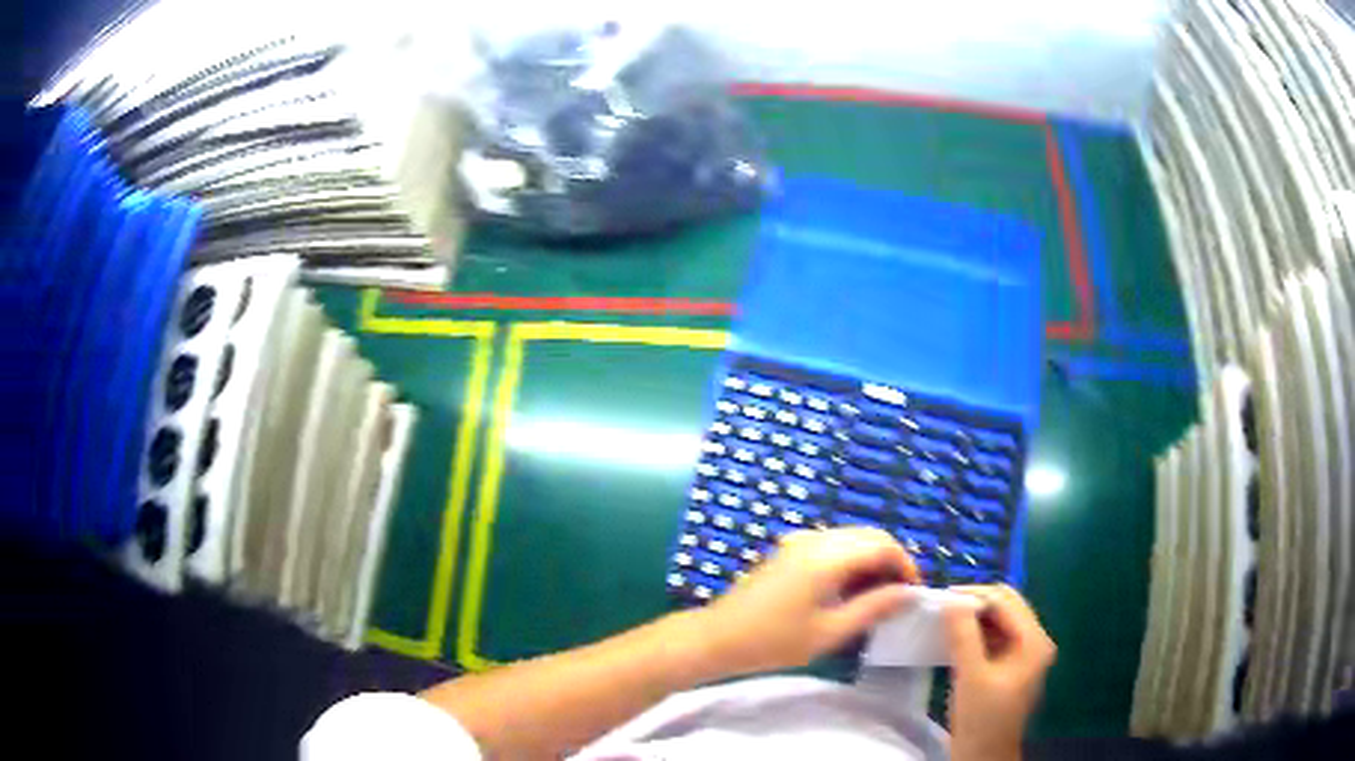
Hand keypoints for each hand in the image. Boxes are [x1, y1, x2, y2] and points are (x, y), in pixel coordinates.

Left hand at [696, 528, 919, 675]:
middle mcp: (817, 538)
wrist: (718, 637)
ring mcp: (800, 541)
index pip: (884, 546)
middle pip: (870, 536)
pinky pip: (832, 545)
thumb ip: (873, 608)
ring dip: (871, 561)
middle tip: (898, 596)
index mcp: (828, 556)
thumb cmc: (774, 640)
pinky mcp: (790, 550)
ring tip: (876, 598)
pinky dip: (850, 561)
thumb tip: (908, 593)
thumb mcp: (830, 631)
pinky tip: (848, 592)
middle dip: (891, 561)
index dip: (906, 566)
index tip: (913, 594)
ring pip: (852, 539)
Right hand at [945, 584, 1056, 760]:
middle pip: (1006, 606)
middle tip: (941, 607)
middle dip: (975, 602)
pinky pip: (995, 636)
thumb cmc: (981, 718)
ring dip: (974, 616)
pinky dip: (976, 632)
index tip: (940, 598)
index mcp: (1034, 641)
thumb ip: (963, 636)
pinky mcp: (1011, 664)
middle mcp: (1035, 640)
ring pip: (999, 620)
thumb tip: (950, 600)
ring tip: (944, 620)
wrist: (984, 755)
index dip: (973, 595)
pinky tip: (955, 638)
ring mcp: (1025, 653)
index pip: (1005, 601)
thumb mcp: (971, 676)